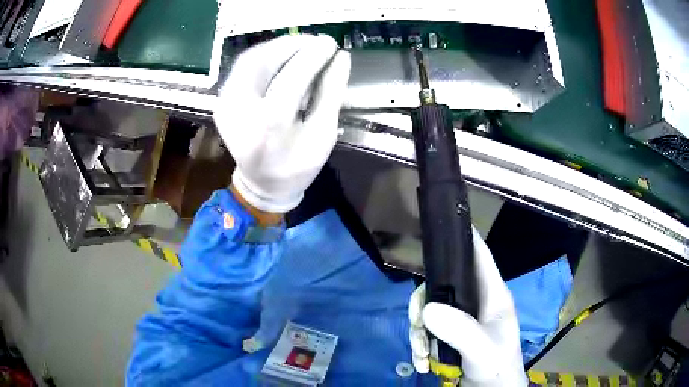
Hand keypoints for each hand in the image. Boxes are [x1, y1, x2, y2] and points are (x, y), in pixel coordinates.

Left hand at [214, 35, 350, 212]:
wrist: (261, 185)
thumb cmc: (297, 166)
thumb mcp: (323, 134)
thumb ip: (331, 93)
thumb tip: (340, 58)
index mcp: (270, 127)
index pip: (292, 77)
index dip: (313, 56)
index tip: (331, 43)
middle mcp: (240, 112)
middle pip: (263, 62)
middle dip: (292, 45)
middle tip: (315, 42)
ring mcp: (225, 106)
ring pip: (249, 60)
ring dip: (276, 47)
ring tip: (301, 46)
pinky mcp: (221, 102)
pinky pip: (241, 69)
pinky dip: (262, 56)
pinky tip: (281, 56)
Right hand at [408, 228, 527, 386]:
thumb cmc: (498, 367)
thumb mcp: (483, 350)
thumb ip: (461, 330)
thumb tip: (427, 309)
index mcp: (492, 295)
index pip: (479, 256)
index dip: (463, 238)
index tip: (438, 229)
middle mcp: (475, 302)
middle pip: (442, 283)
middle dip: (423, 302)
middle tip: (417, 323)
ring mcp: (461, 319)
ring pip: (429, 308)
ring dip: (418, 330)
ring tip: (420, 353)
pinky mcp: (450, 335)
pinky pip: (426, 329)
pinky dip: (419, 344)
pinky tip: (421, 362)